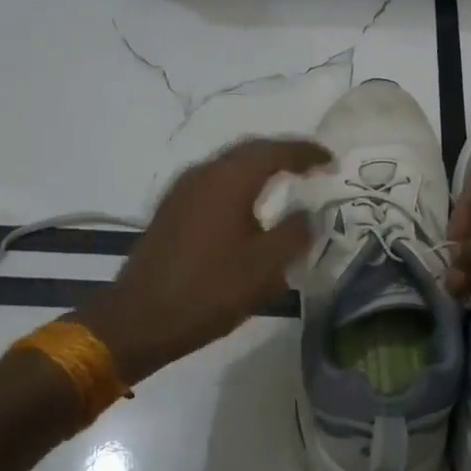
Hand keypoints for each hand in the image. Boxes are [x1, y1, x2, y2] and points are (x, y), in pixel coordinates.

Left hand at [72, 137, 330, 382]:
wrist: (139, 320)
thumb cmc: (209, 291)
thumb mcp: (265, 268)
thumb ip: (294, 234)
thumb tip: (307, 214)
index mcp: (229, 180)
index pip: (275, 151)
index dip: (306, 152)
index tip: (331, 161)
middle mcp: (203, 173)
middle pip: (250, 150)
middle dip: (283, 154)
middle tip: (311, 165)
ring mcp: (182, 189)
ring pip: (229, 165)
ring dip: (259, 167)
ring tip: (285, 181)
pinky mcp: (171, 208)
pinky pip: (214, 181)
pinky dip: (239, 183)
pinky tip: (248, 204)